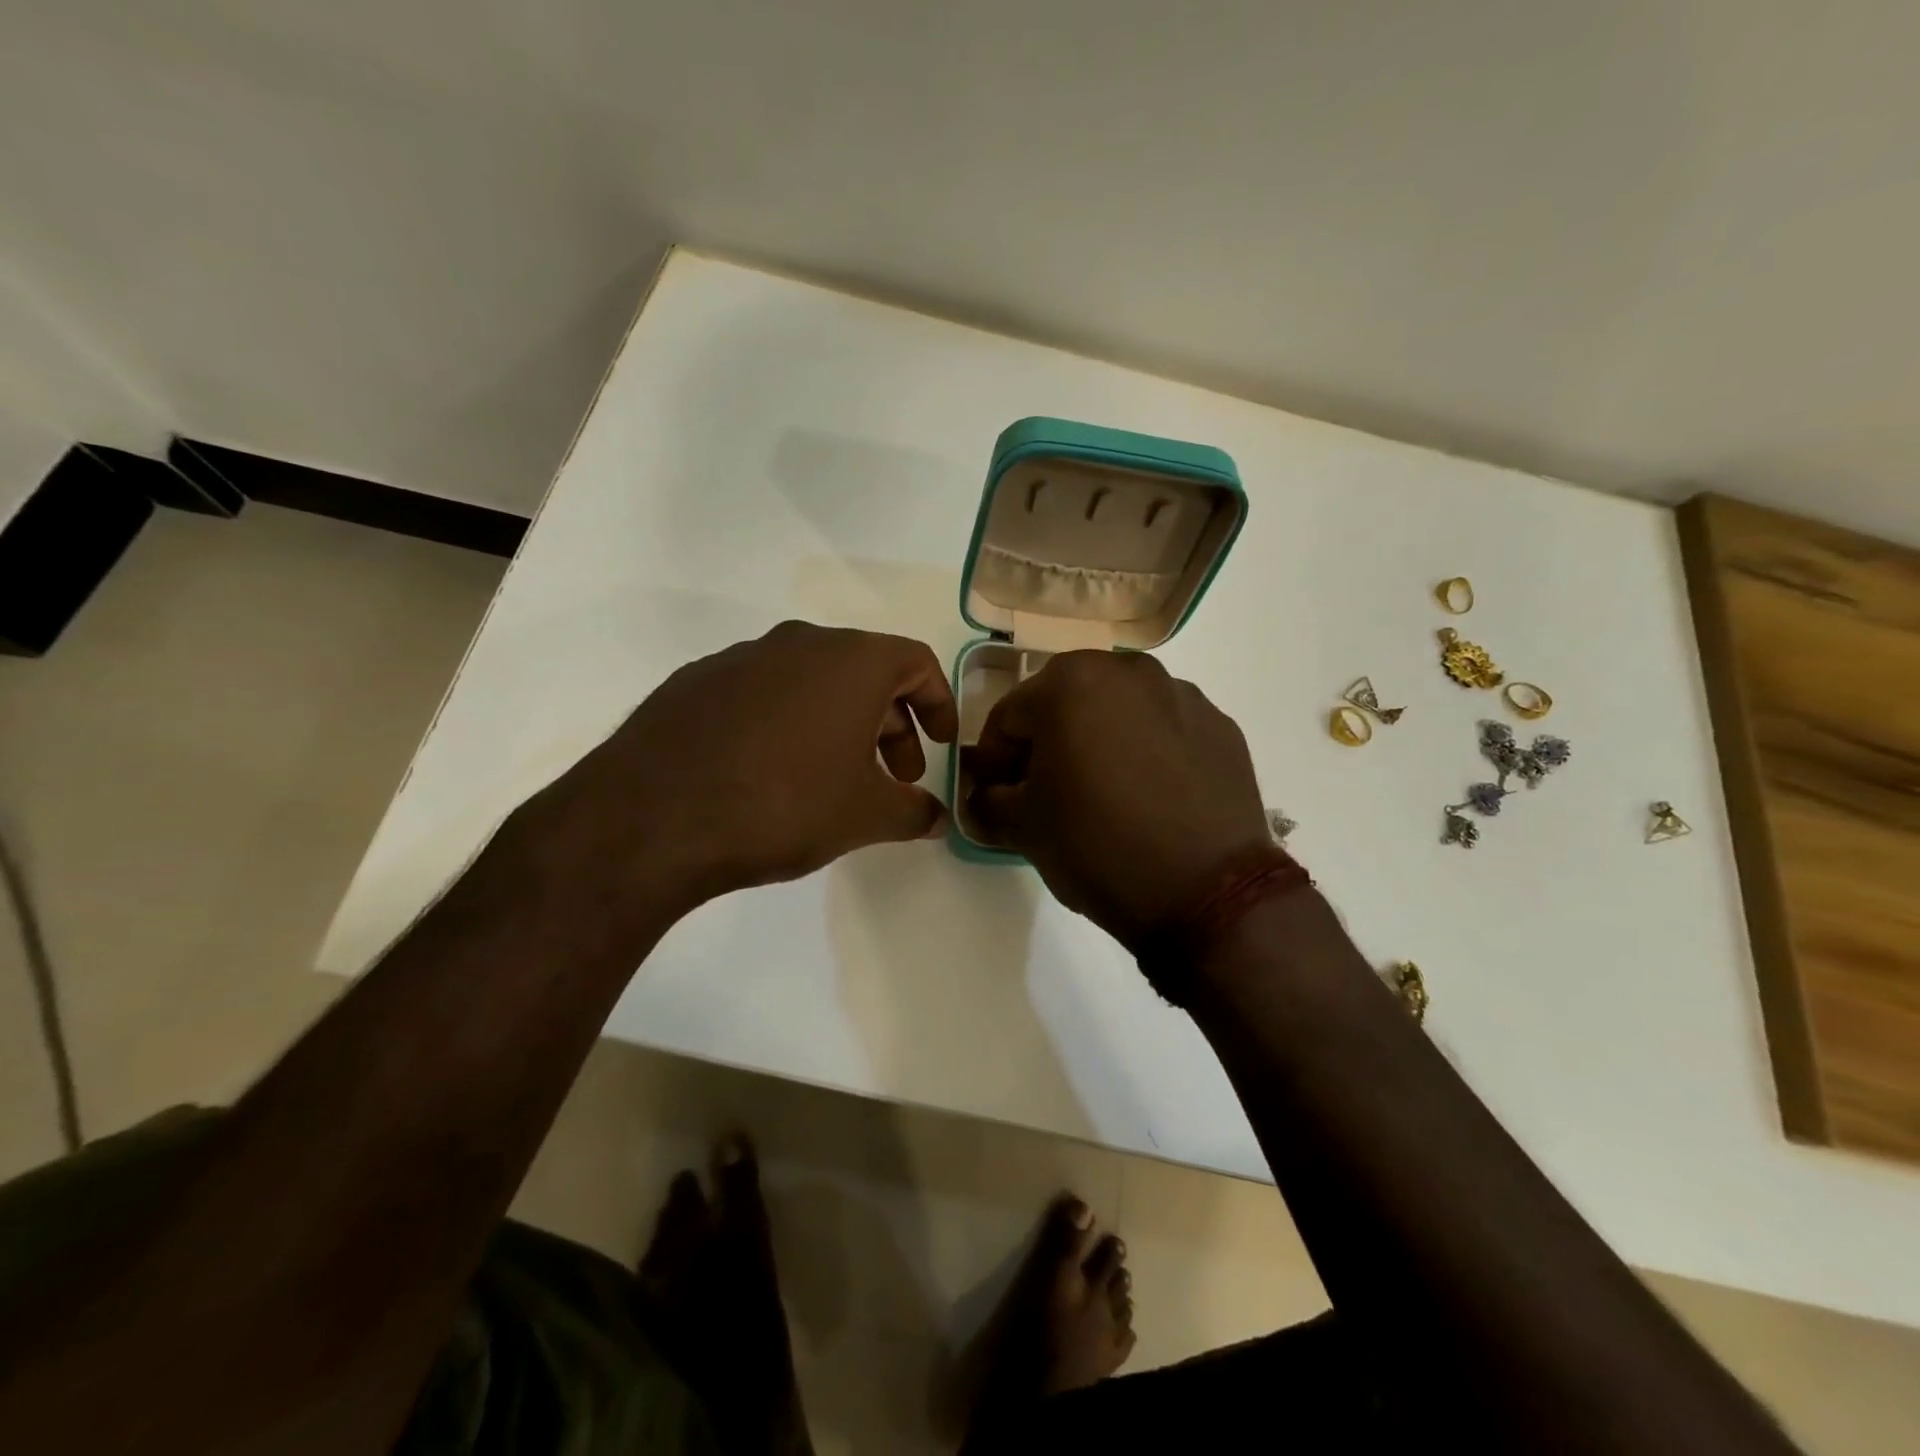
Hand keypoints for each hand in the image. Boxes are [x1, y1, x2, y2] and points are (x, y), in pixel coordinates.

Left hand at [521, 621, 957, 910]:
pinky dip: (786, 721)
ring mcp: (741, 657)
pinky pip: (762, 692)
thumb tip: (937, 818)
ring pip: (812, 680)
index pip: (916, 662)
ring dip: (838, 721)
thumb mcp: (864, 816)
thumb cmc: (783, 805)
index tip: (941, 744)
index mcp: (850, 661)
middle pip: (865, 671)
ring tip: (834, 778)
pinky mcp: (695, 680)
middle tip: (894, 776)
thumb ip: (913, 812)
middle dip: (891, 723)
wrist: (652, 818)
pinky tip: (771, 772)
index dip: (938, 702)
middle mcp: (798, 643)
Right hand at [965, 652, 1270, 948]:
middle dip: (1047, 743)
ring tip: (1102, 794)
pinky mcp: (1220, 726)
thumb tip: (985, 796)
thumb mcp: (1022, 828)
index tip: (996, 793)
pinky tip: (1149, 798)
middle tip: (1045, 792)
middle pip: (1065, 703)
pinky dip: (1146, 751)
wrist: (1206, 892)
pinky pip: (1164, 729)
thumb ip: (987, 801)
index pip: (1009, 716)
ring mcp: (1182, 695)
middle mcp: (1129, 671)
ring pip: (1118, 711)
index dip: (994, 758)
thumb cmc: (1098, 846)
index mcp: (1071, 683)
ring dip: (1098, 741)